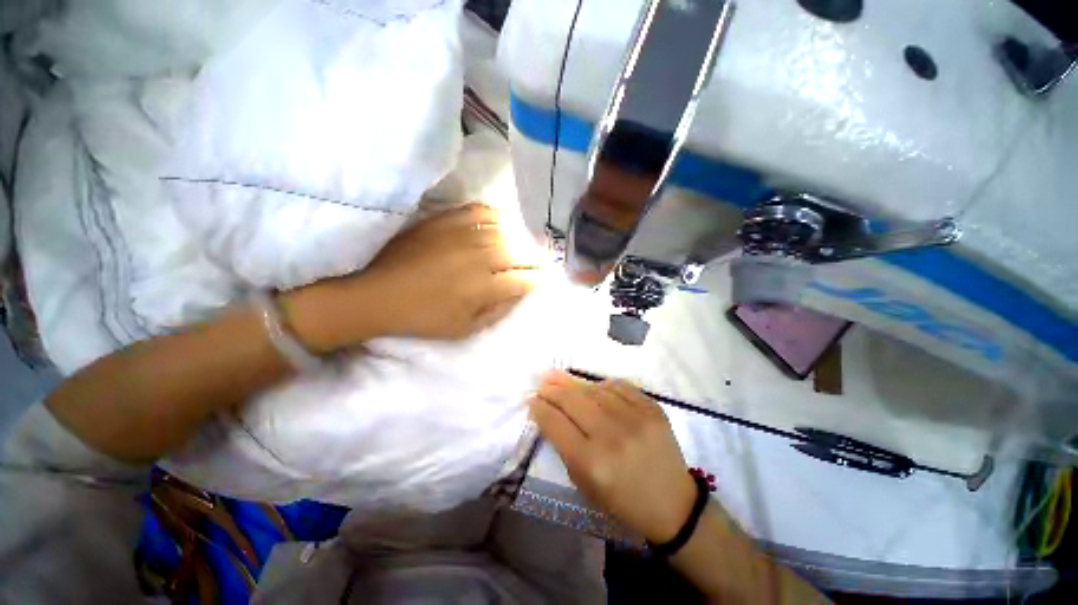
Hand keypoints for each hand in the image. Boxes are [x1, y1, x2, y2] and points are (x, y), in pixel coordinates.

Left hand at [283, 204, 537, 349]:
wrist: (376, 293)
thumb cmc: (423, 317)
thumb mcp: (464, 329)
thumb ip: (497, 312)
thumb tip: (519, 295)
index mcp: (483, 287)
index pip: (523, 279)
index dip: (536, 279)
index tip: (543, 279)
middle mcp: (479, 257)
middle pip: (518, 253)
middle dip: (534, 258)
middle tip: (540, 261)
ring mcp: (461, 235)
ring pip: (503, 231)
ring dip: (519, 238)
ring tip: (525, 244)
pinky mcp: (444, 221)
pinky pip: (478, 211)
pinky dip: (495, 215)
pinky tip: (501, 221)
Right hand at [529, 371, 697, 542]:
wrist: (673, 503)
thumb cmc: (622, 501)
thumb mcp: (584, 484)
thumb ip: (564, 447)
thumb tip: (549, 413)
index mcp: (592, 463)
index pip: (556, 424)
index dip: (540, 408)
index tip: (531, 399)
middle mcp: (612, 436)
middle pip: (573, 400)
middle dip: (552, 388)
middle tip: (542, 381)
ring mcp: (636, 419)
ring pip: (595, 388)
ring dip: (575, 384)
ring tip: (561, 379)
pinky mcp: (653, 409)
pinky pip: (619, 385)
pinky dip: (603, 384)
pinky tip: (595, 387)